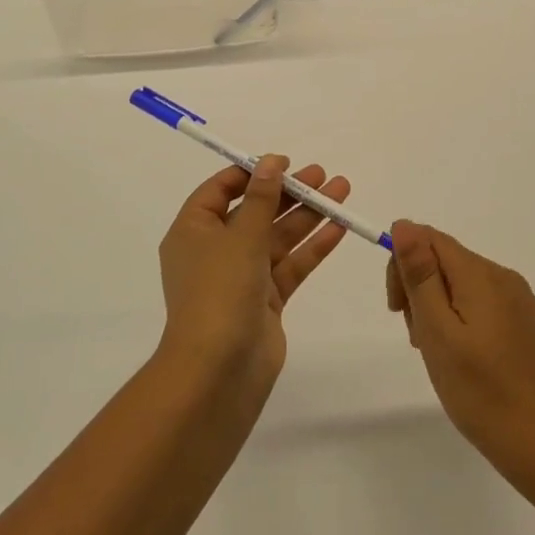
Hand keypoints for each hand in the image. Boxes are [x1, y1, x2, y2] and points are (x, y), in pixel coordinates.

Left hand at [157, 156, 350, 391]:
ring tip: (342, 191)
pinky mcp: (266, 301)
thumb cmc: (219, 291)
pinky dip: (312, 247)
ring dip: (308, 215)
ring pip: (277, 237)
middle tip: (323, 175)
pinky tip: (339, 227)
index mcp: (193, 232)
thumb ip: (261, 198)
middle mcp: (215, 251)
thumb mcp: (241, 236)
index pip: (219, 191)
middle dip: (288, 192)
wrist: (218, 371)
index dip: (251, 173)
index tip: (283, 163)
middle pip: (255, 212)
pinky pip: (290, 265)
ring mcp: (241, 277)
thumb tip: (270, 162)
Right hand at [387, 221, 534, 477]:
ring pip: (470, 288)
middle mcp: (508, 279)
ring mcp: (528, 305)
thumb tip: (405, 224)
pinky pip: (494, 310)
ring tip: (444, 358)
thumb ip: (421, 275)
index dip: (403, 264)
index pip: (430, 238)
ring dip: (445, 310)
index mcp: (481, 275)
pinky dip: (472, 324)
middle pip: (450, 262)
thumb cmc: (483, 393)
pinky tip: (476, 366)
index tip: (398, 309)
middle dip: (422, 290)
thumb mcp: (438, 333)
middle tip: (418, 340)